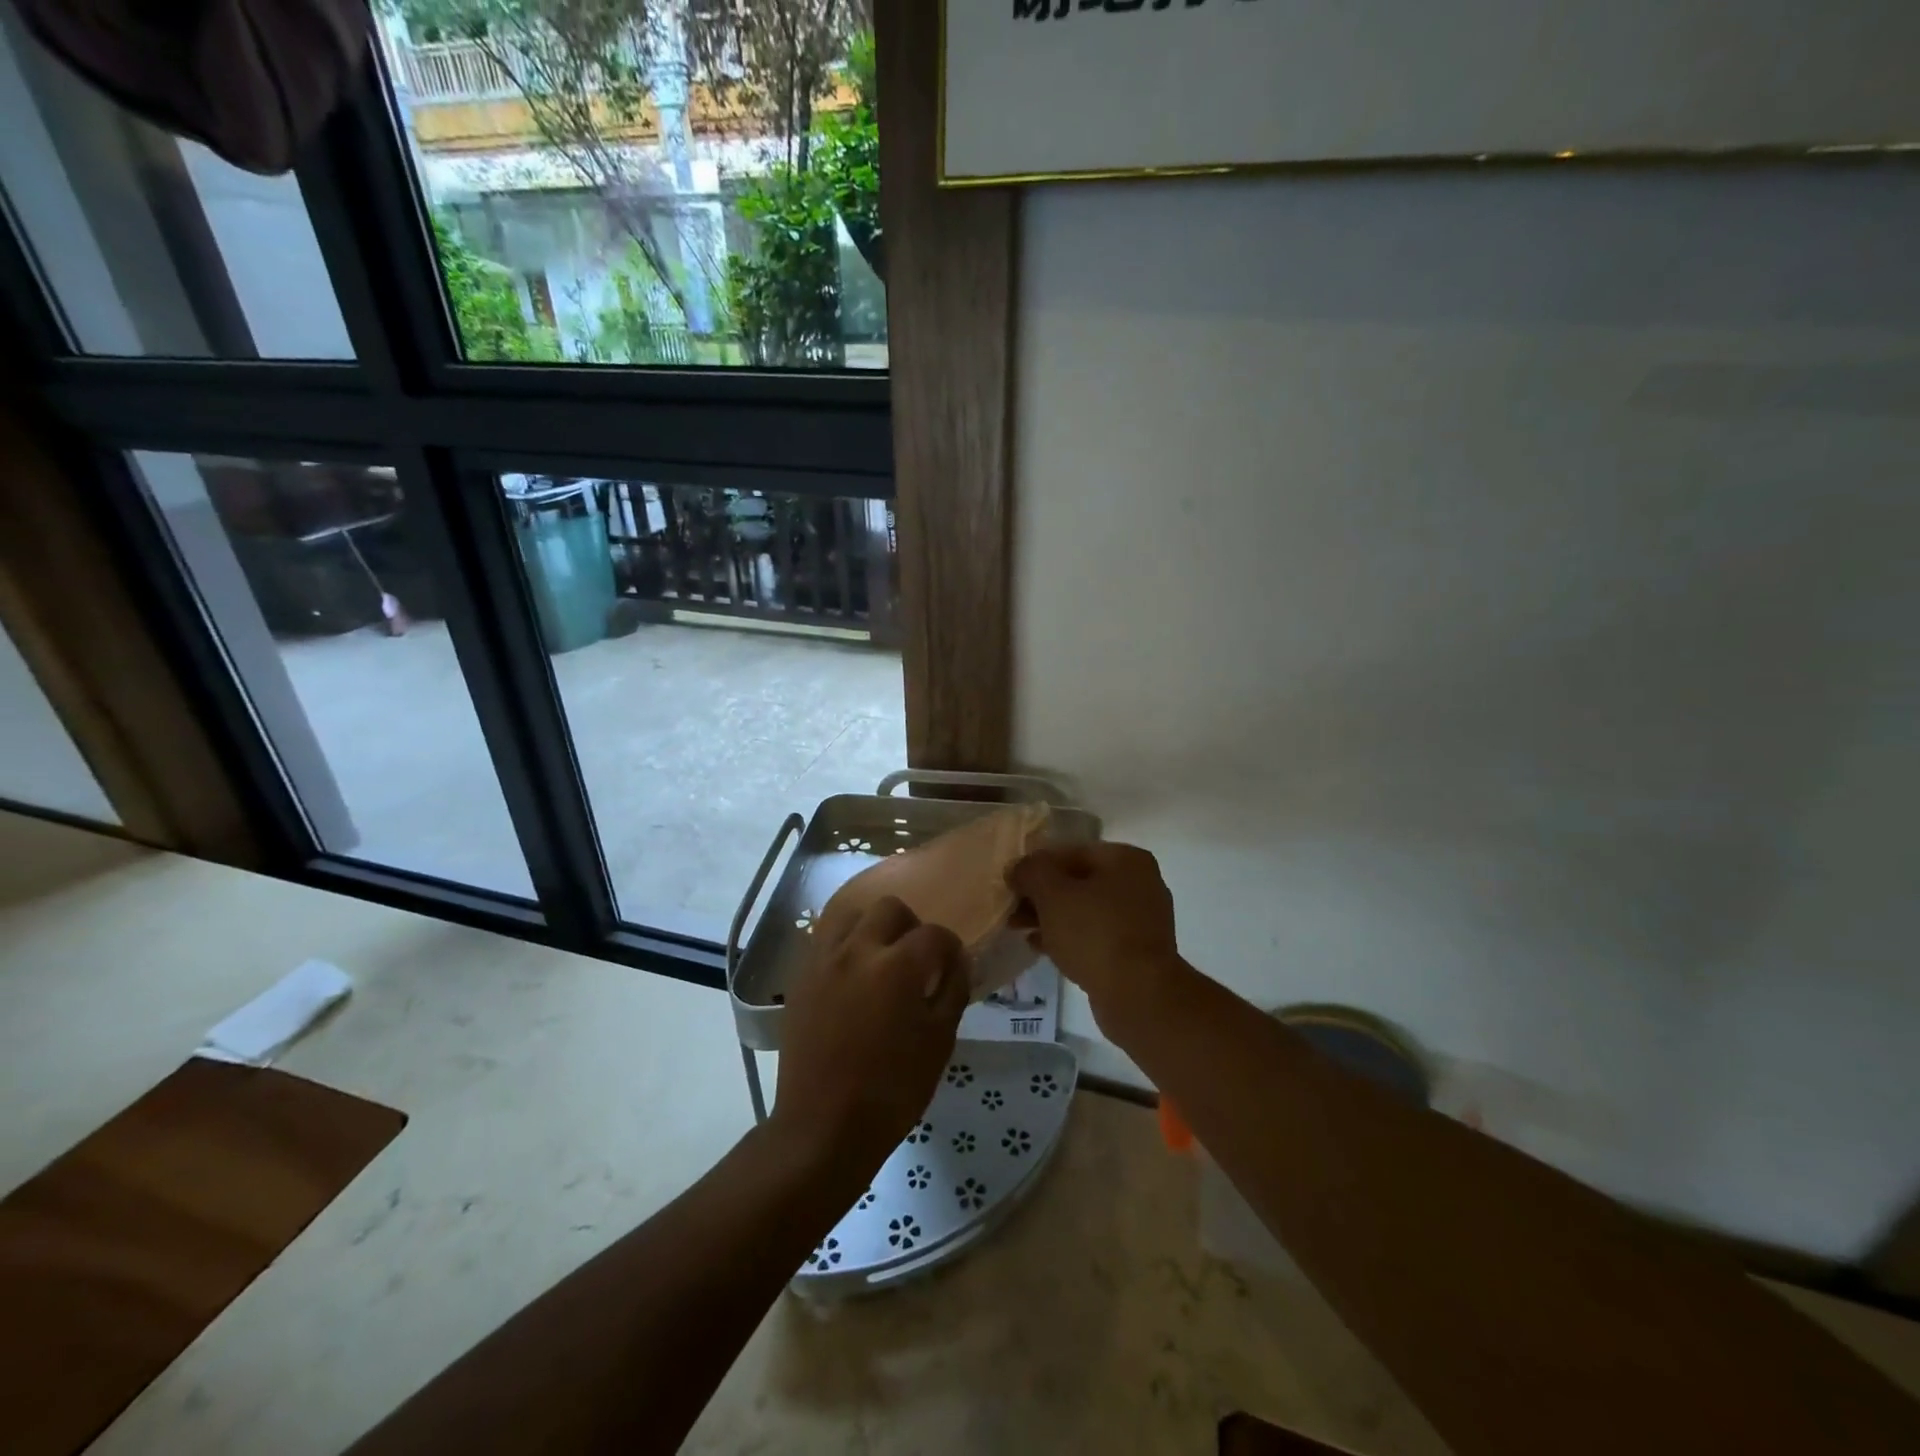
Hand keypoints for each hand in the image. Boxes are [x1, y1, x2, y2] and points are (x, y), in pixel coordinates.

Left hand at [772, 895, 968, 1183]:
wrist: (823, 1126)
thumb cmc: (892, 1090)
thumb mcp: (939, 1042)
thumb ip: (952, 990)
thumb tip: (956, 961)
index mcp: (898, 966)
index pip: (933, 934)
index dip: (949, 947)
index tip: (951, 966)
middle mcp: (858, 950)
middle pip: (888, 908)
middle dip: (910, 925)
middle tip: (915, 957)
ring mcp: (823, 961)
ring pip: (850, 914)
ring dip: (871, 926)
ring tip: (880, 957)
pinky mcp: (800, 977)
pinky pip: (825, 940)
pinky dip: (844, 945)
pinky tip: (852, 975)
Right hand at [1008, 842, 1187, 1037]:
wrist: (1139, 995)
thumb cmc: (1094, 933)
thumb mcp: (1052, 894)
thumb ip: (1031, 872)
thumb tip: (1018, 868)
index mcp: (1125, 858)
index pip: (1070, 852)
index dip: (1035, 866)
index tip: (1011, 884)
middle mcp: (1140, 882)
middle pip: (1078, 881)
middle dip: (1041, 895)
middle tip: (1012, 910)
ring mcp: (1141, 919)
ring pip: (1085, 910)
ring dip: (1051, 917)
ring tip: (1019, 929)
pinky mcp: (1136, 951)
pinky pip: (1095, 935)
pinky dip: (1068, 937)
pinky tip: (1040, 947)